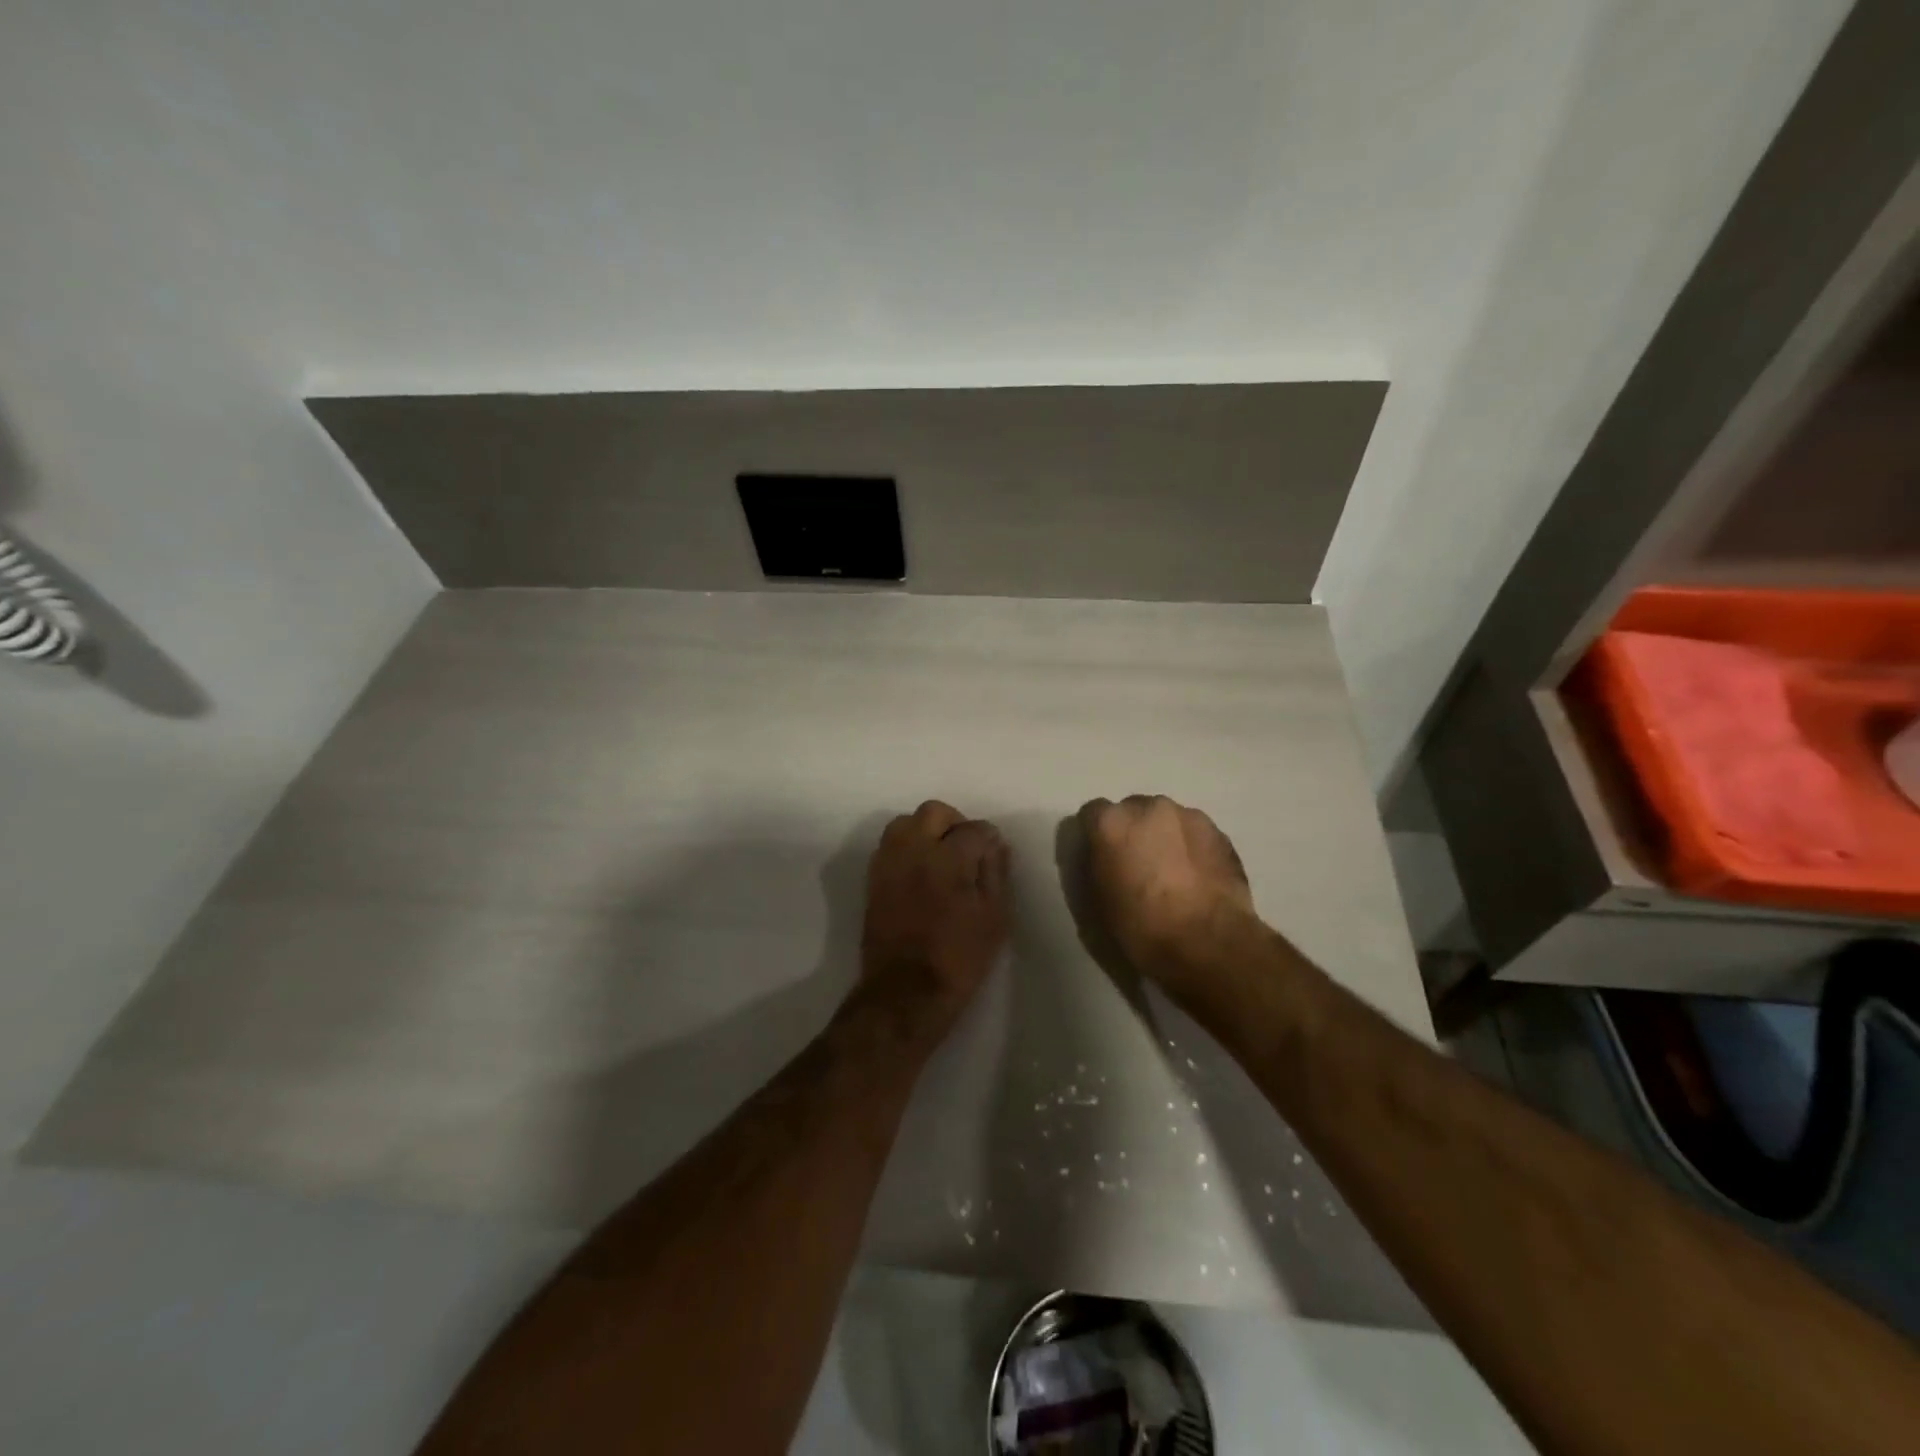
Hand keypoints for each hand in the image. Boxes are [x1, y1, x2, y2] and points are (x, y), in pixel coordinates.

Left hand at [859, 801, 1010, 1035]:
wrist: (905, 993)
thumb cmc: (959, 959)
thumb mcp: (994, 919)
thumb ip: (996, 874)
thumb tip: (996, 845)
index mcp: (948, 859)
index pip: (973, 829)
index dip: (989, 837)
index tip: (995, 851)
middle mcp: (913, 851)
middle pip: (933, 813)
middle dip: (955, 822)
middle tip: (968, 847)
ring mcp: (889, 863)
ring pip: (905, 823)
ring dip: (926, 830)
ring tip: (941, 855)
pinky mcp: (873, 879)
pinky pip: (889, 845)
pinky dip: (907, 846)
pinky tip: (921, 870)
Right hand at [1077, 795, 1259, 999]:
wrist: (1209, 945)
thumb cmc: (1143, 927)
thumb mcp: (1100, 899)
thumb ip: (1099, 864)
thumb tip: (1108, 857)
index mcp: (1113, 823)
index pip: (1092, 813)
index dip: (1096, 835)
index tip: (1101, 857)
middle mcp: (1149, 807)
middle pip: (1133, 810)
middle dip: (1132, 831)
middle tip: (1138, 865)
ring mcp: (1189, 816)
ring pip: (1167, 819)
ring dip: (1164, 837)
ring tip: (1173, 873)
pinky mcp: (1219, 832)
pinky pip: (1194, 833)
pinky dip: (1191, 847)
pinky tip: (1196, 877)